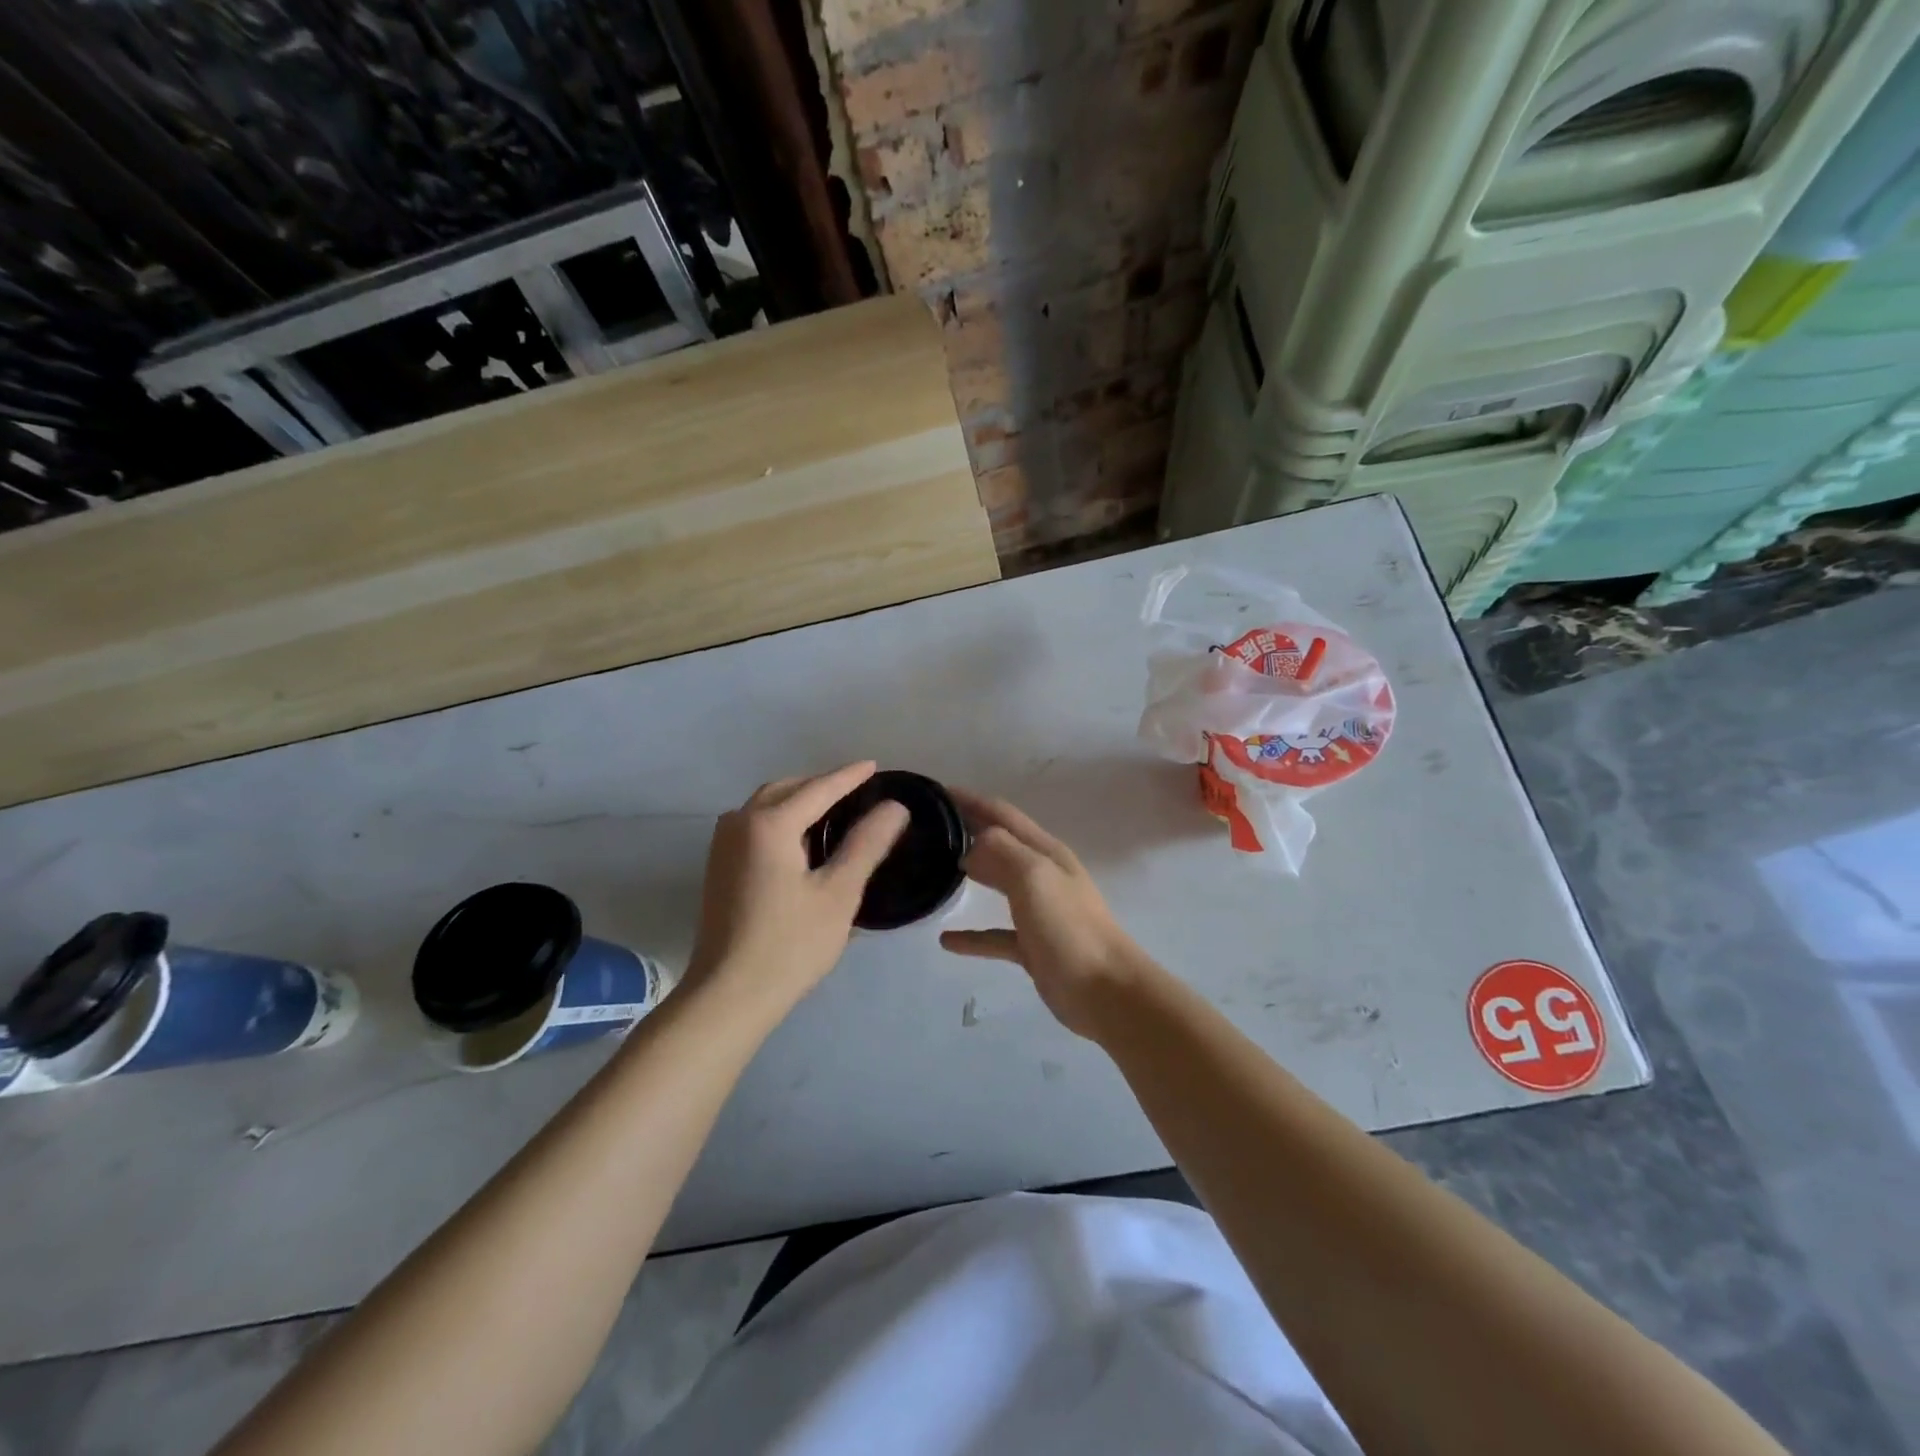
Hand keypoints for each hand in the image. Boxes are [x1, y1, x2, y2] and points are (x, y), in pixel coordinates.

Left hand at [685, 763, 908, 1020]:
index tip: (875, 765)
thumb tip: (894, 807)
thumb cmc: (790, 944)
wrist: (728, 995)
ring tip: (834, 812)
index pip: (819, 788)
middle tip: (858, 791)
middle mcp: (740, 823)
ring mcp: (723, 845)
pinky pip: (755, 825)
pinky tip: (801, 840)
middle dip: (822, 785)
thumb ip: (867, 844)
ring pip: (766, 805)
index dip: (850, 776)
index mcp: (770, 823)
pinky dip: (781, 819)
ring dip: (799, 800)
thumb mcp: (839, 893)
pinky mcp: (719, 867)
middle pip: (787, 789)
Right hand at [940, 791, 1161, 1038]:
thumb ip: (1001, 851)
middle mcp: (1043, 875)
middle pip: (1000, 844)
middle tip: (930, 829)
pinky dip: (972, 935)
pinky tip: (946, 940)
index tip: (938, 793)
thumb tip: (973, 844)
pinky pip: (995, 935)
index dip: (972, 801)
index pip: (1003, 814)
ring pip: (998, 883)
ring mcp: (1039, 911)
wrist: (1106, 992)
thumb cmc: (1069, 928)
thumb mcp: (1034, 877)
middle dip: (969, 831)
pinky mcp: (1033, 946)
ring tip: (935, 870)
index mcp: (1045, 852)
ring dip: (972, 873)